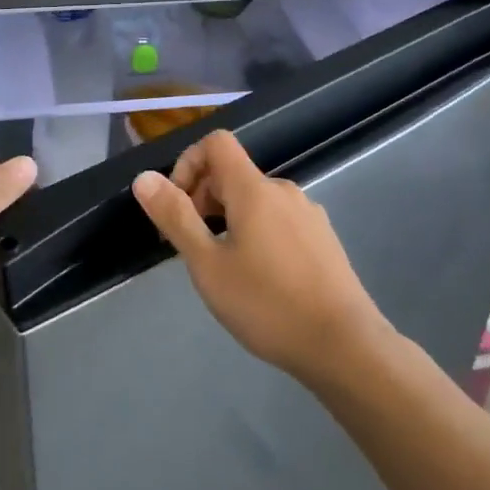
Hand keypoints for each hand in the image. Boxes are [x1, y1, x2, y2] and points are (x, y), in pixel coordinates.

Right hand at [131, 130, 392, 381]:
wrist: (346, 346)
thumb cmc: (268, 304)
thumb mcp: (208, 265)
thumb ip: (175, 217)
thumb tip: (144, 177)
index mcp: (254, 188)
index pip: (216, 142)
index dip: (188, 163)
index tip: (178, 206)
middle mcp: (283, 190)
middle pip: (233, 172)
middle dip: (203, 198)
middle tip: (191, 247)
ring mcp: (308, 214)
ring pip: (255, 199)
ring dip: (228, 219)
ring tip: (223, 268)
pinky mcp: (323, 239)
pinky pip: (278, 220)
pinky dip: (256, 233)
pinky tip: (259, 279)